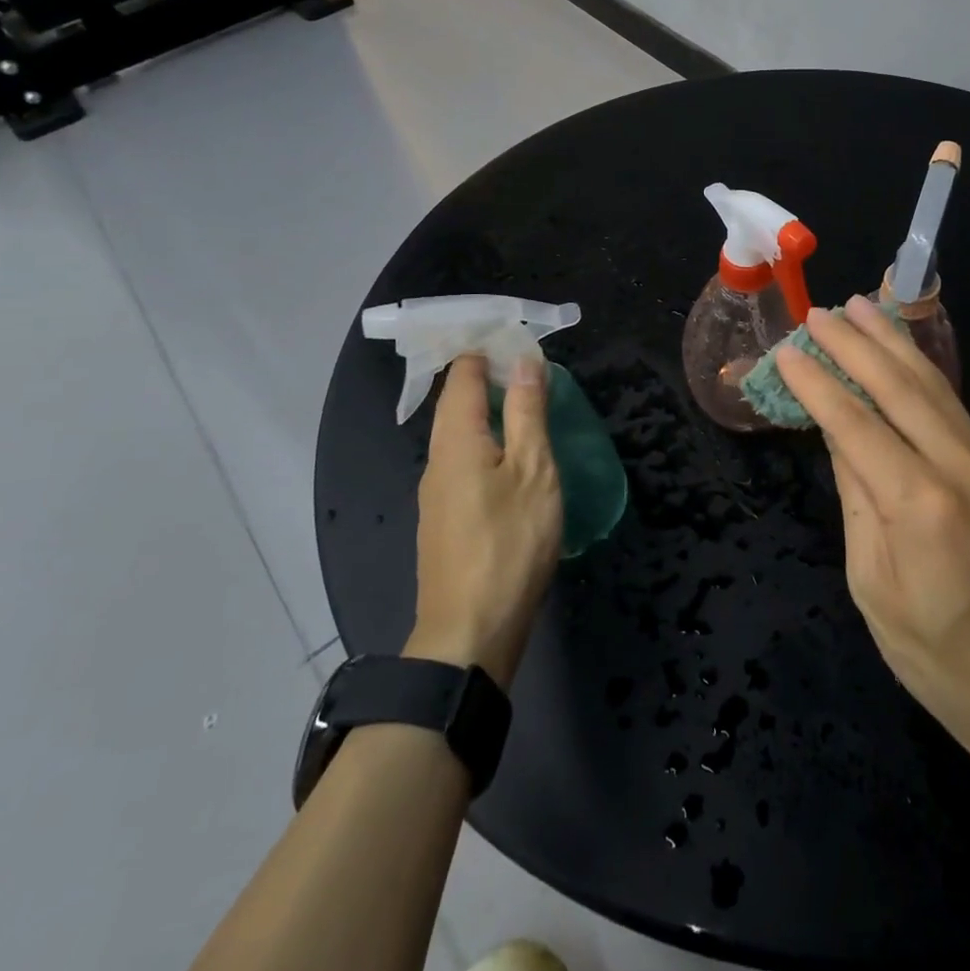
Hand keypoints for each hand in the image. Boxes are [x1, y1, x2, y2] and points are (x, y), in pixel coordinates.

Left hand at [404, 354, 561, 686]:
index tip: (519, 337)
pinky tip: (512, 460)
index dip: (487, 349)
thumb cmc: (509, 544)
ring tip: (528, 407)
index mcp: (456, 440)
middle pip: (456, 403)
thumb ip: (528, 412)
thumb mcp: (533, 471)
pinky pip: (463, 462)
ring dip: (489, 412)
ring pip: (459, 435)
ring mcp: (436, 493)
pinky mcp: (444, 520)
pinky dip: (487, 444)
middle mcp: (436, 459)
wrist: (469, 633)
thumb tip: (523, 360)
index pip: (463, 374)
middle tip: (531, 368)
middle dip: (489, 377)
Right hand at [774, 297, 969, 776]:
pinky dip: (924, 373)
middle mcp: (960, 471)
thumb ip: (857, 504)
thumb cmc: (942, 663)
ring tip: (863, 307)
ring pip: (935, 389)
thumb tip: (839, 440)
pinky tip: (907, 357)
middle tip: (821, 312)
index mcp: (919, 507)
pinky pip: (955, 410)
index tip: (788, 350)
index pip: (855, 424)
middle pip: (899, 389)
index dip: (818, 384)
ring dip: (894, 344)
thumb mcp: (875, 591)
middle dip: (856, 345)